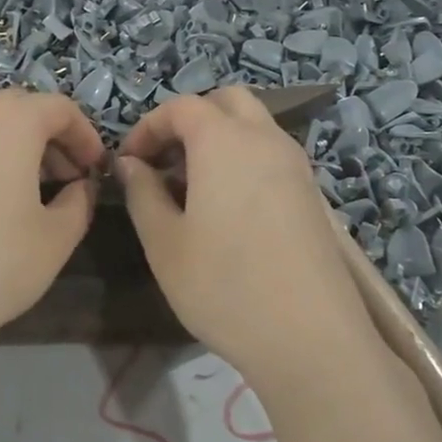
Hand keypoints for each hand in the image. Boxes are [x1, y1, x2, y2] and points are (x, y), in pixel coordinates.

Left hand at [0, 90, 106, 361]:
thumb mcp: (56, 239)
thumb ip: (79, 202)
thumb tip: (77, 186)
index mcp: (10, 120)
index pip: (60, 108)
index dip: (86, 137)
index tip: (95, 170)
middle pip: (18, 111)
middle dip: (49, 140)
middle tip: (66, 180)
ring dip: (10, 149)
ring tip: (23, 193)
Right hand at [117, 88, 367, 383]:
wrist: (311, 338)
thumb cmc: (223, 286)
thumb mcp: (164, 243)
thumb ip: (142, 193)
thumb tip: (130, 164)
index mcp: (224, 141)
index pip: (181, 107)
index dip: (148, 127)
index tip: (128, 163)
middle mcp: (266, 140)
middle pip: (227, 102)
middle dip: (189, 120)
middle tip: (164, 163)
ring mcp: (297, 166)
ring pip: (254, 126)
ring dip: (219, 139)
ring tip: (192, 189)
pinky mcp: (312, 194)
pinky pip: (272, 155)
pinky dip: (244, 161)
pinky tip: (228, 210)